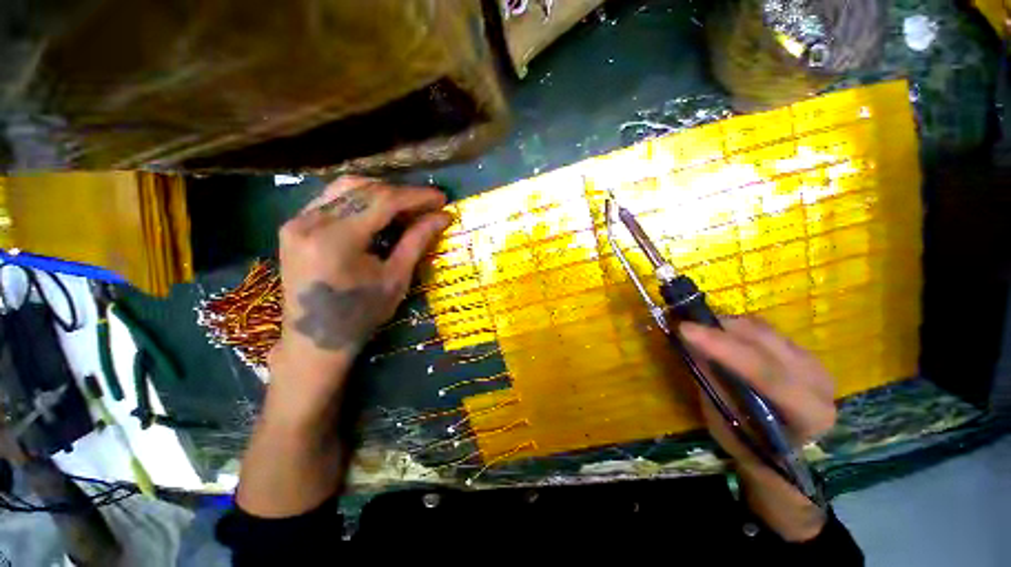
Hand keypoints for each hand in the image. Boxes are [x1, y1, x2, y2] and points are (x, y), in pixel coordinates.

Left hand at [270, 176, 450, 388]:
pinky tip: (379, 212)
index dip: (416, 196)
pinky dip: (361, 200)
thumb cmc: (361, 315)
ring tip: (407, 207)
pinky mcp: (294, 225)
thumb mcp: (396, 279)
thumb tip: (443, 217)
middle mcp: (310, 222)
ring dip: (381, 192)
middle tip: (427, 204)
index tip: (441, 198)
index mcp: (336, 240)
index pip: (382, 201)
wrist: (315, 340)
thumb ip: (417, 241)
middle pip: (363, 189)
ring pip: (346, 188)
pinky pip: (332, 199)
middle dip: (401, 193)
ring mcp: (297, 221)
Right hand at [679, 316, 835, 540]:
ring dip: (727, 326)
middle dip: (719, 329)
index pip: (764, 371)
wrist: (791, 464)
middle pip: (767, 342)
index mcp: (806, 412)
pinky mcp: (806, 358)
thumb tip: (688, 348)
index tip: (683, 329)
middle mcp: (820, 384)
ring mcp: (816, 367)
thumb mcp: (725, 425)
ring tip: (699, 330)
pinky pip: (767, 331)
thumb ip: (711, 384)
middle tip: (684, 324)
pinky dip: (738, 328)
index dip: (721, 346)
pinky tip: (721, 335)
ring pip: (766, 330)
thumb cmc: (754, 452)